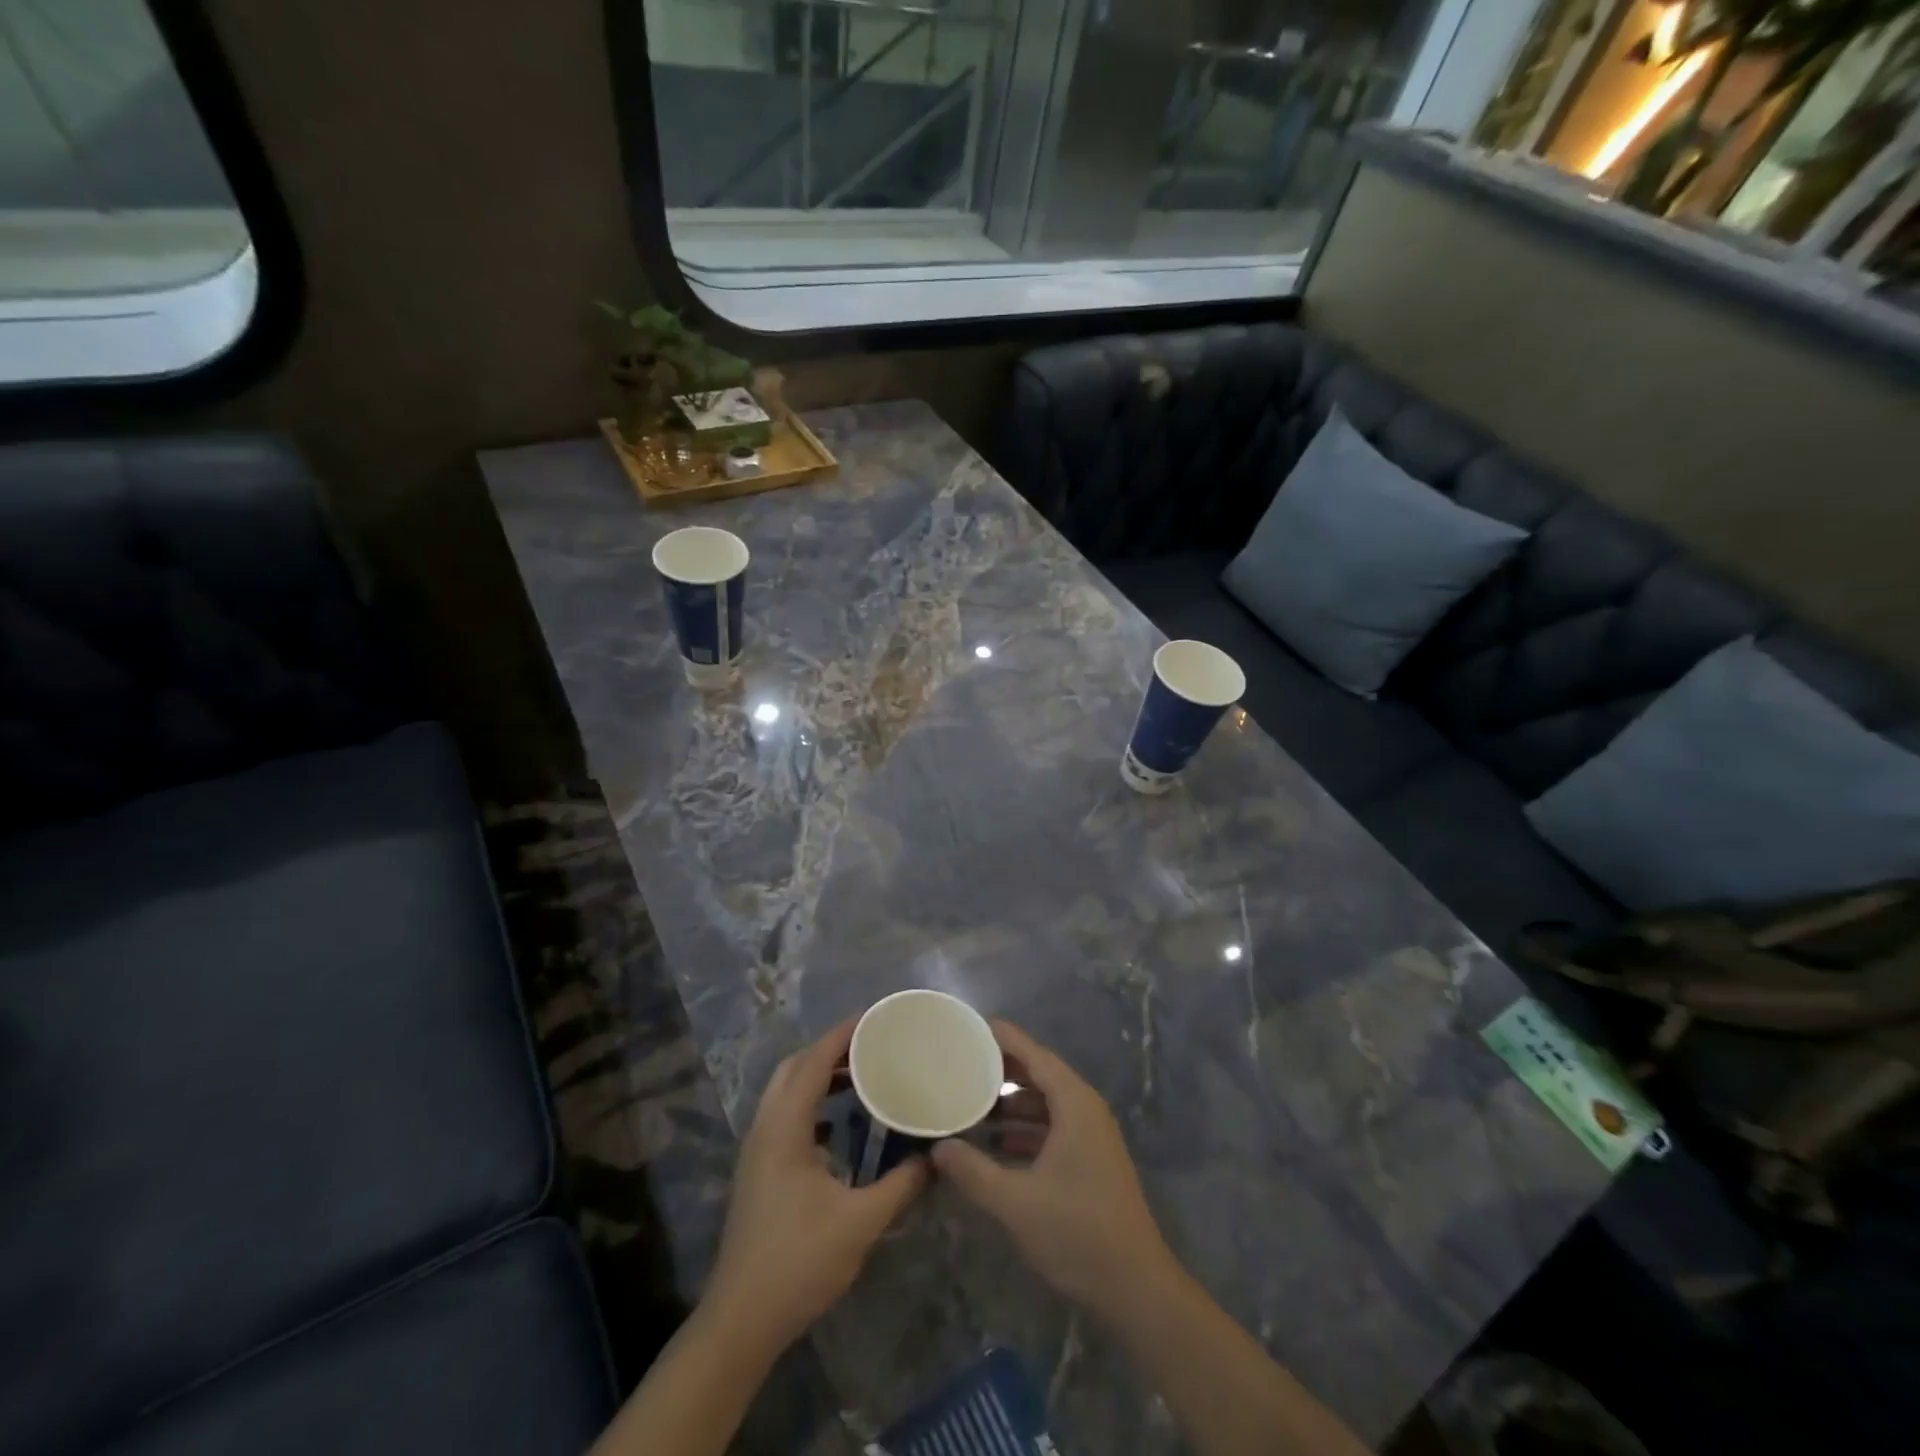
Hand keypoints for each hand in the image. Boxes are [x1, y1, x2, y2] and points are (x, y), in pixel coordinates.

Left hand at [701, 1019, 928, 1358]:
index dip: (843, 1034)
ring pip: (786, 1091)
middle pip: (794, 1067)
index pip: (813, 1061)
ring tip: (862, 1076)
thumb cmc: (798, 1262)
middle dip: (831, 1049)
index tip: (876, 1018)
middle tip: (872, 1045)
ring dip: (820, 1075)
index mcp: (785, 1127)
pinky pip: (786, 1115)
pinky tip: (839, 1125)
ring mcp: (757, 1149)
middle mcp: (766, 1127)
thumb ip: (902, 1184)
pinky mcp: (759, 1170)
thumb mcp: (860, 1223)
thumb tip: (937, 1157)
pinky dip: (812, 1103)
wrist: (740, 1320)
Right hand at [931, 1020, 1179, 1321]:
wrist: (1135, 1287)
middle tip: (961, 1063)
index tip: (971, 1025)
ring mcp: (1090, 1137)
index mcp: (1074, 1104)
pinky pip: (1052, 1128)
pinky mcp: (1089, 1161)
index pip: (1035, 1054)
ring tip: (969, 1104)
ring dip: (1011, 1104)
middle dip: (1002, 1070)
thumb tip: (937, 1148)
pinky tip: (994, 1144)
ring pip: (1045, 1104)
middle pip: (1040, 1075)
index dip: (1004, 1038)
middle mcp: (1085, 1110)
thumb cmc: (1077, 1232)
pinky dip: (1024, 1129)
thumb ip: (973, 1171)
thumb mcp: (1015, 1201)